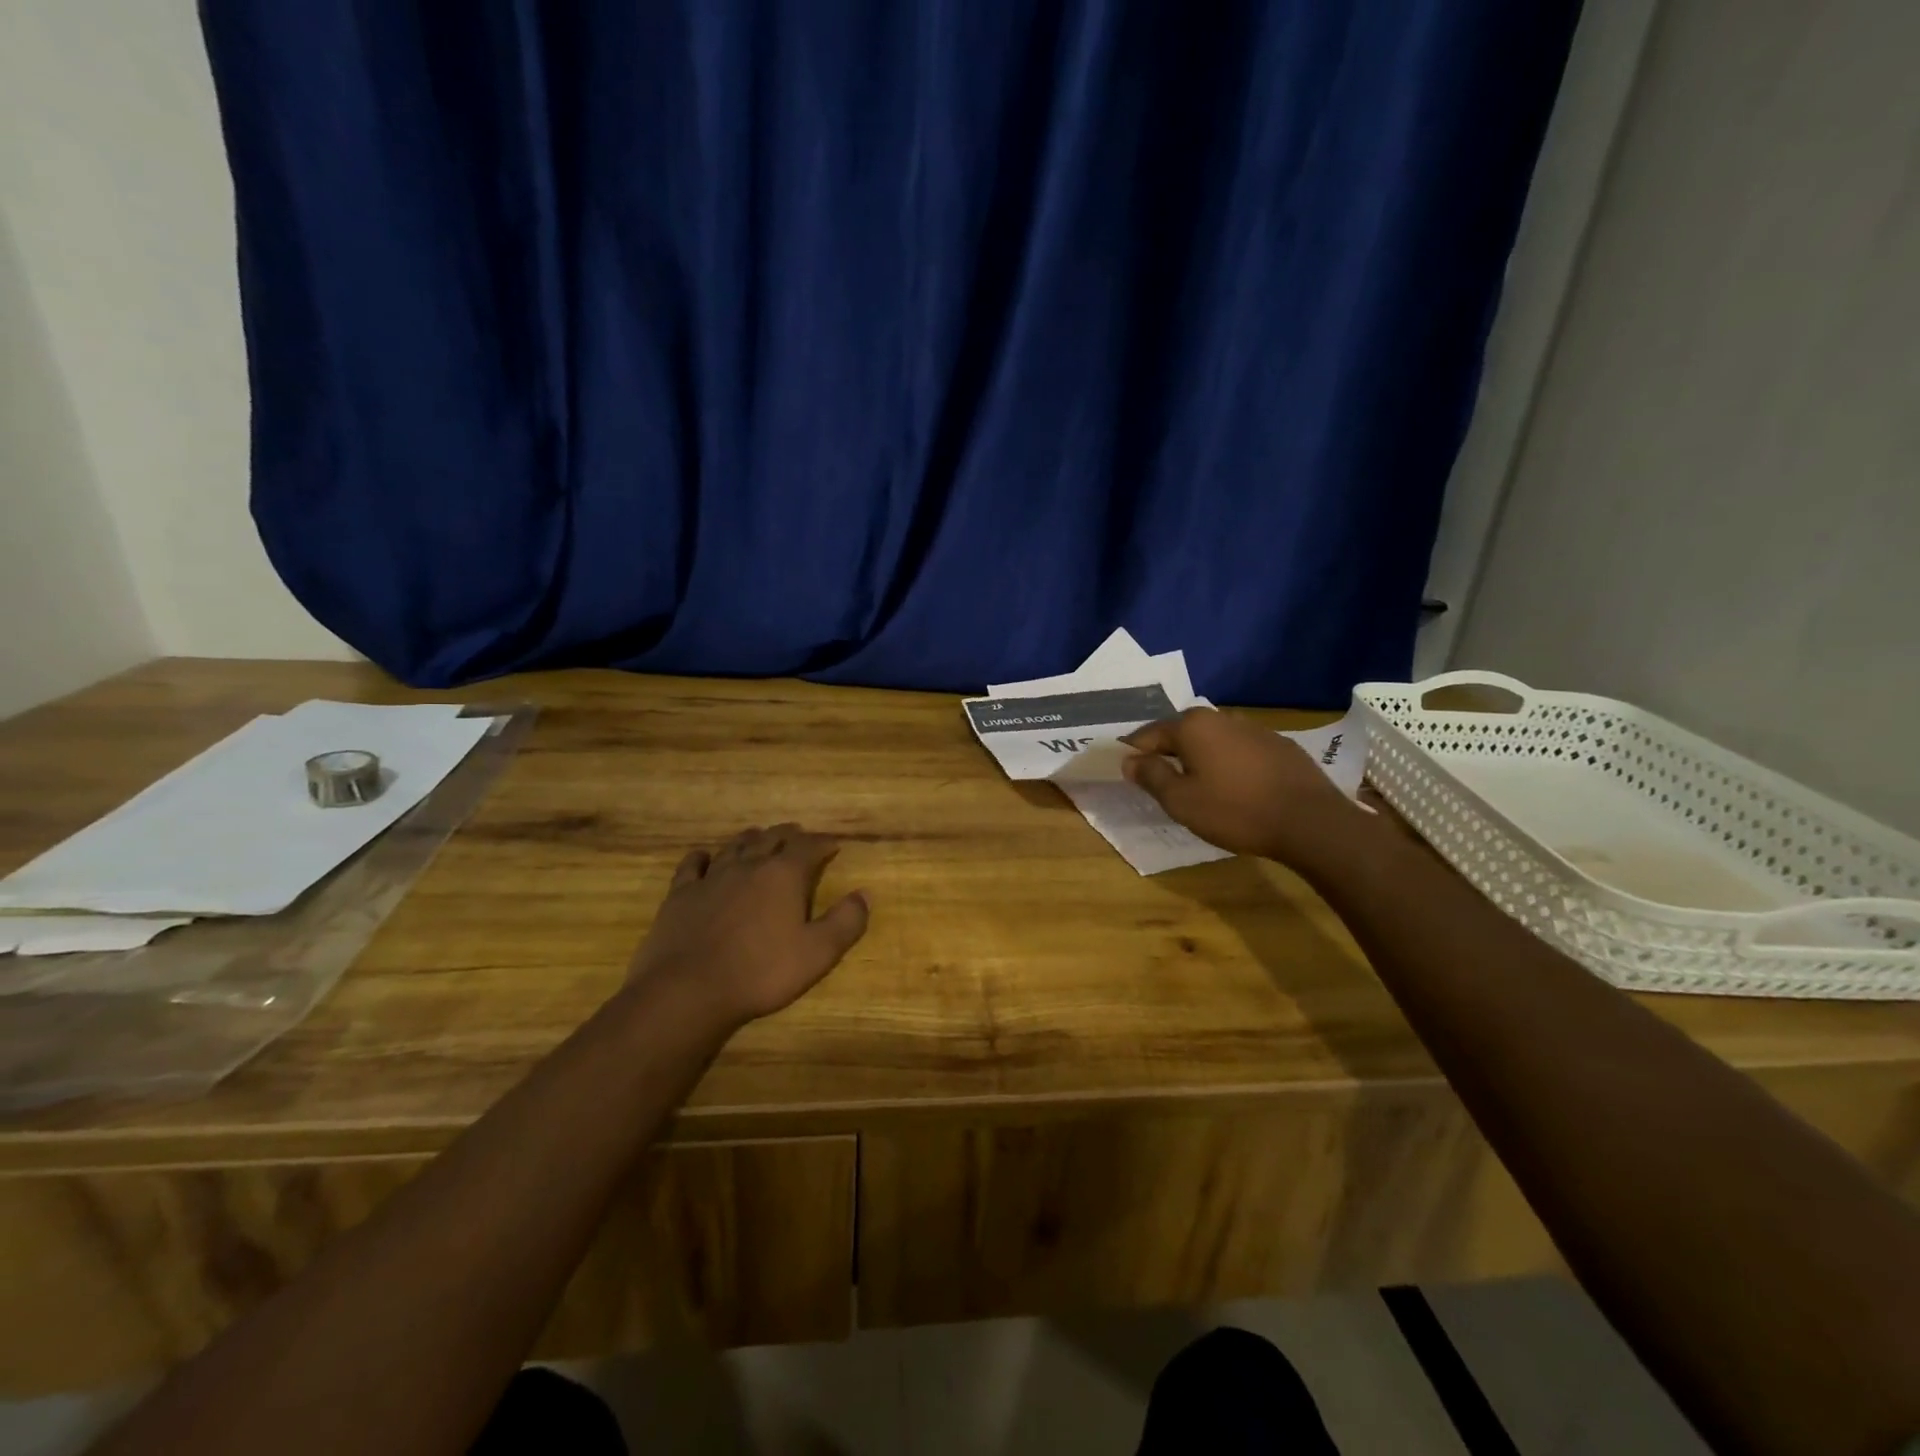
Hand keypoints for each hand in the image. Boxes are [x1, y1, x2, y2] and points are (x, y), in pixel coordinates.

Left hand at [627, 824, 869, 1028]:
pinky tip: (703, 857)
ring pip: (735, 846)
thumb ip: (846, 922)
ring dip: (751, 839)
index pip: (809, 847)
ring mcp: (712, 877)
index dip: (823, 843)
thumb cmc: (761, 972)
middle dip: (789, 835)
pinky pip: (693, 865)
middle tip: (799, 836)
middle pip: (772, 839)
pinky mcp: (681, 894)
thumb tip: (865, 894)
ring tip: (760, 837)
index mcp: (784, 875)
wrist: (688, 990)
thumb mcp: (818, 953)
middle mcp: (749, 865)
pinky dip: (702, 857)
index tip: (833, 844)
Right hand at [1122, 708, 1359, 865]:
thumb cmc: (1235, 811)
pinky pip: (1239, 750)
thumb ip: (1151, 776)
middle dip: (1167, 753)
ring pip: (1212, 740)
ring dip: (1199, 757)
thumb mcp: (1181, 801)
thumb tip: (1129, 761)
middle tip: (1161, 781)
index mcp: (1191, 726)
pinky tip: (1234, 787)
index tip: (1127, 772)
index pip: (1148, 734)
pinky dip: (1228, 763)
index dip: (1134, 753)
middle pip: (1181, 733)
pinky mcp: (1279, 744)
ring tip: (1197, 785)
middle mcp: (1220, 718)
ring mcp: (1254, 728)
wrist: (1310, 821)